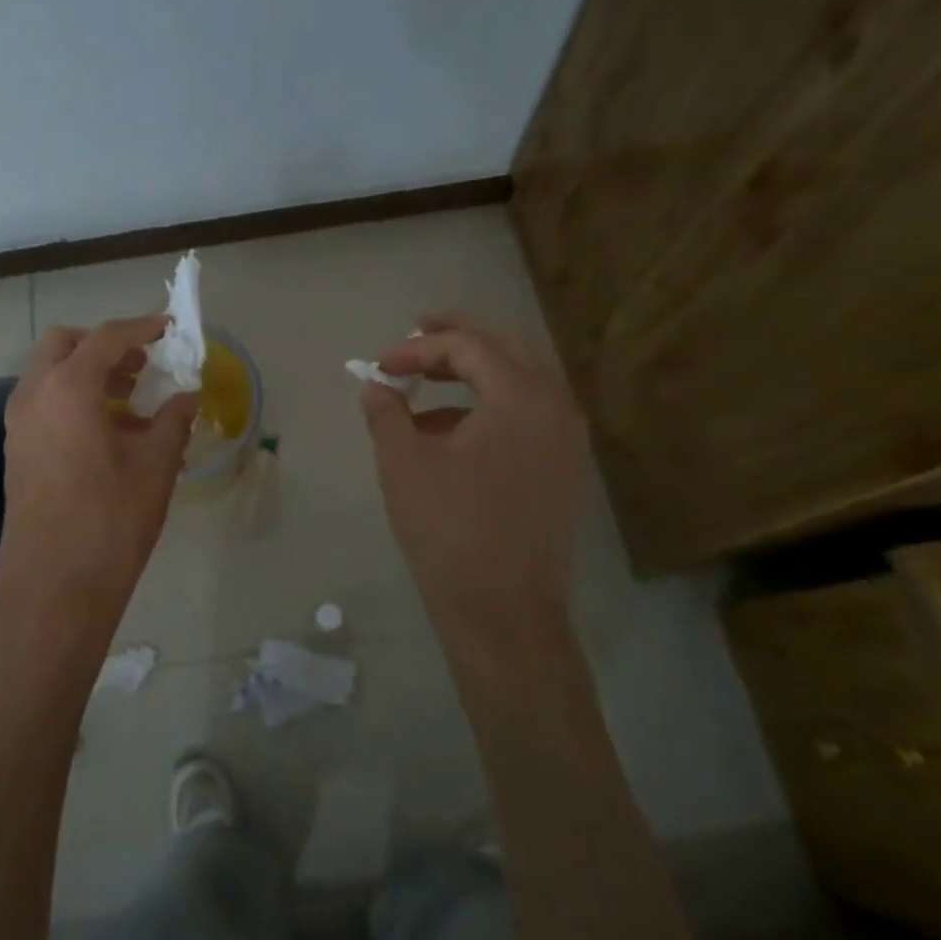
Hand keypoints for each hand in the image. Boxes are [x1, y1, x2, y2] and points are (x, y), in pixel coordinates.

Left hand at [0, 317, 196, 629]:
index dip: (142, 327)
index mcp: (68, 388)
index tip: (168, 328)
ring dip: (88, 372)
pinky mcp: (16, 452)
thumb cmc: (111, 522)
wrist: (54, 590)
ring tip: (133, 399)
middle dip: (104, 345)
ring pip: (49, 374)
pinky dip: (73, 399)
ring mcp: (18, 425)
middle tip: (142, 364)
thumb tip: (188, 395)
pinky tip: (108, 432)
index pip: (106, 337)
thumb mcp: (155, 466)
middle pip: (64, 344)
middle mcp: (33, 396)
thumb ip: (174, 420)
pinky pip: (43, 404)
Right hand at [359, 311, 588, 619]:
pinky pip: (527, 413)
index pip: (467, 347)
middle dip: (458, 336)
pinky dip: (488, 404)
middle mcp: (556, 407)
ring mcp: (566, 440)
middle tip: (418, 328)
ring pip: (521, 379)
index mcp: (521, 398)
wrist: (503, 611)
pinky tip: (448, 429)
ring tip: (426, 380)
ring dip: (474, 369)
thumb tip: (375, 387)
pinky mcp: (562, 469)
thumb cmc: (449, 530)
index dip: (416, 349)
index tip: (379, 365)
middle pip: (506, 347)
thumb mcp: (403, 463)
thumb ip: (386, 412)